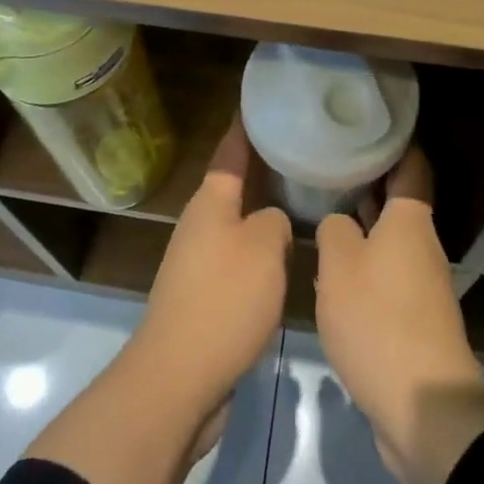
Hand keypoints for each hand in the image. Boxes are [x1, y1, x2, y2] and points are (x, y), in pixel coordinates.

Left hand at [127, 118, 292, 417]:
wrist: (179, 379)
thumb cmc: (224, 301)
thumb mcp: (263, 249)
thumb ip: (276, 222)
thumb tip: (273, 223)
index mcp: (210, 203)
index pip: (230, 153)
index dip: (245, 128)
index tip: (259, 103)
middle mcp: (201, 225)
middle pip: (234, 186)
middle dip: (263, 168)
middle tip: (300, 151)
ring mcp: (199, 262)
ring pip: (239, 223)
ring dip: (265, 211)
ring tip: (303, 199)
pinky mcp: (206, 297)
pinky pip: (239, 258)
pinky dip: (262, 249)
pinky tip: (288, 255)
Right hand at [315, 148, 483, 483]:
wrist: (423, 408)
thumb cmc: (379, 321)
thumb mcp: (339, 266)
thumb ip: (334, 231)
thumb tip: (339, 223)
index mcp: (410, 221)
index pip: (411, 164)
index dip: (393, 141)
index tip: (365, 124)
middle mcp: (422, 245)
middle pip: (399, 200)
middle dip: (368, 181)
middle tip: (329, 163)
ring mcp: (422, 284)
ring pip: (390, 239)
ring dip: (363, 224)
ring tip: (324, 208)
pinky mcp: (415, 319)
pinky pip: (387, 275)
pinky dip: (364, 263)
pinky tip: (334, 269)